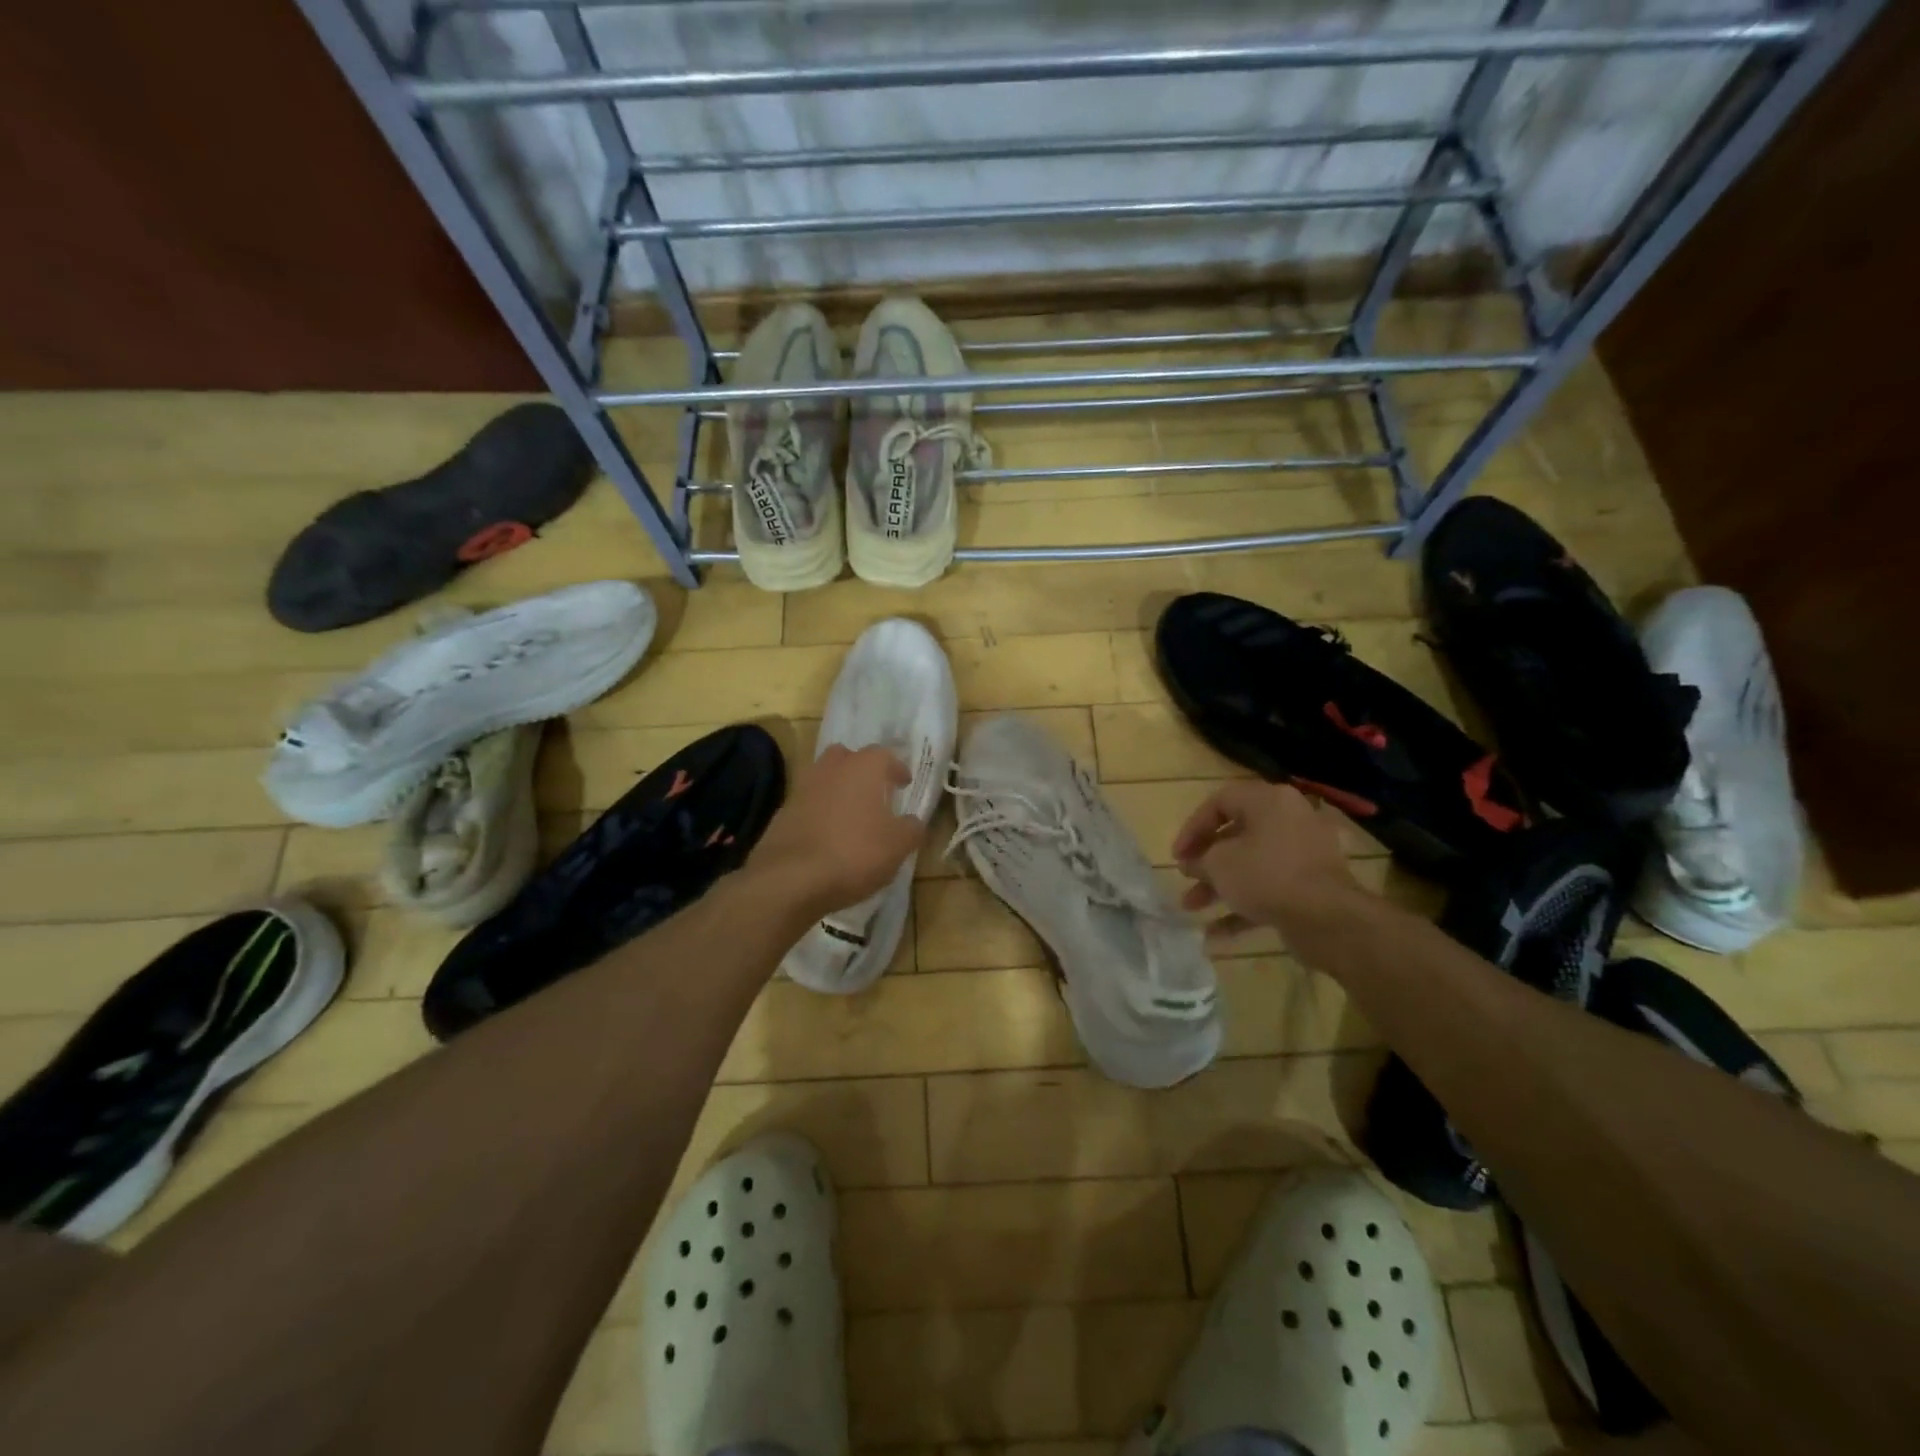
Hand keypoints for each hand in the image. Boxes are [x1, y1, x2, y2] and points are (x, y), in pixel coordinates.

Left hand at [745, 744, 926, 920]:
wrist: (790, 878)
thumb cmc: (854, 853)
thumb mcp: (898, 846)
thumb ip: (912, 828)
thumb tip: (913, 821)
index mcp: (863, 768)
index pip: (884, 755)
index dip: (896, 768)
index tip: (904, 783)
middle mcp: (830, 769)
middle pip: (847, 757)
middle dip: (860, 769)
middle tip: (874, 791)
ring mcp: (802, 789)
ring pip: (823, 778)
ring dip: (837, 790)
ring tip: (850, 814)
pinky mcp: (782, 814)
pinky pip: (807, 804)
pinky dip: (818, 813)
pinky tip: (826, 836)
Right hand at [1173, 780, 1371, 947]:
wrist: (1328, 919)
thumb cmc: (1267, 876)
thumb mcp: (1219, 864)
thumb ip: (1199, 860)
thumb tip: (1192, 864)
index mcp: (1270, 801)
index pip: (1220, 801)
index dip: (1192, 827)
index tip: (1178, 855)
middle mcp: (1290, 820)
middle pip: (1237, 835)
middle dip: (1206, 861)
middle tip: (1186, 877)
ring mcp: (1304, 854)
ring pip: (1252, 864)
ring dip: (1220, 885)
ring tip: (1191, 907)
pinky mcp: (1312, 886)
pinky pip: (1270, 888)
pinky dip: (1244, 905)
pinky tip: (1216, 933)